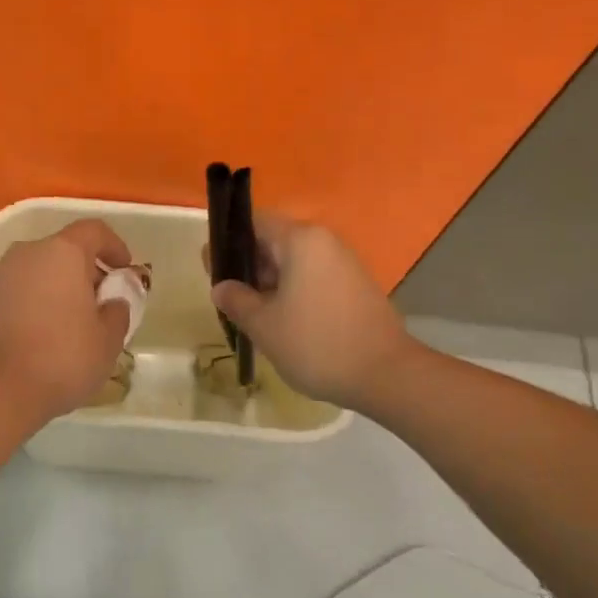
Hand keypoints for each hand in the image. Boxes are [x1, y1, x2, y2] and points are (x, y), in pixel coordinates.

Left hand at [0, 219, 132, 422]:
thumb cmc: (62, 359)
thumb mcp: (108, 341)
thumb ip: (117, 312)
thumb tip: (112, 302)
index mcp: (62, 253)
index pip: (93, 230)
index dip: (113, 246)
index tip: (123, 269)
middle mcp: (25, 254)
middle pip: (60, 251)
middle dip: (81, 271)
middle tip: (96, 302)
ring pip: (32, 272)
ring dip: (50, 289)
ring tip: (64, 324)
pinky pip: (9, 295)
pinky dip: (25, 306)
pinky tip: (33, 338)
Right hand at [209, 214, 410, 410]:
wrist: (385, 375)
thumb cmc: (316, 344)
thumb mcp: (263, 325)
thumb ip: (236, 300)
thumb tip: (221, 287)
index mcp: (300, 240)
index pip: (254, 222)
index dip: (228, 242)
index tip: (212, 270)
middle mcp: (324, 242)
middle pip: (275, 241)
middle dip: (248, 266)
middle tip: (229, 297)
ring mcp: (344, 263)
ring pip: (295, 262)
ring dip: (271, 282)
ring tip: (253, 314)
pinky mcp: (356, 285)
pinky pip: (314, 277)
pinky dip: (294, 291)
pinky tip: (284, 322)